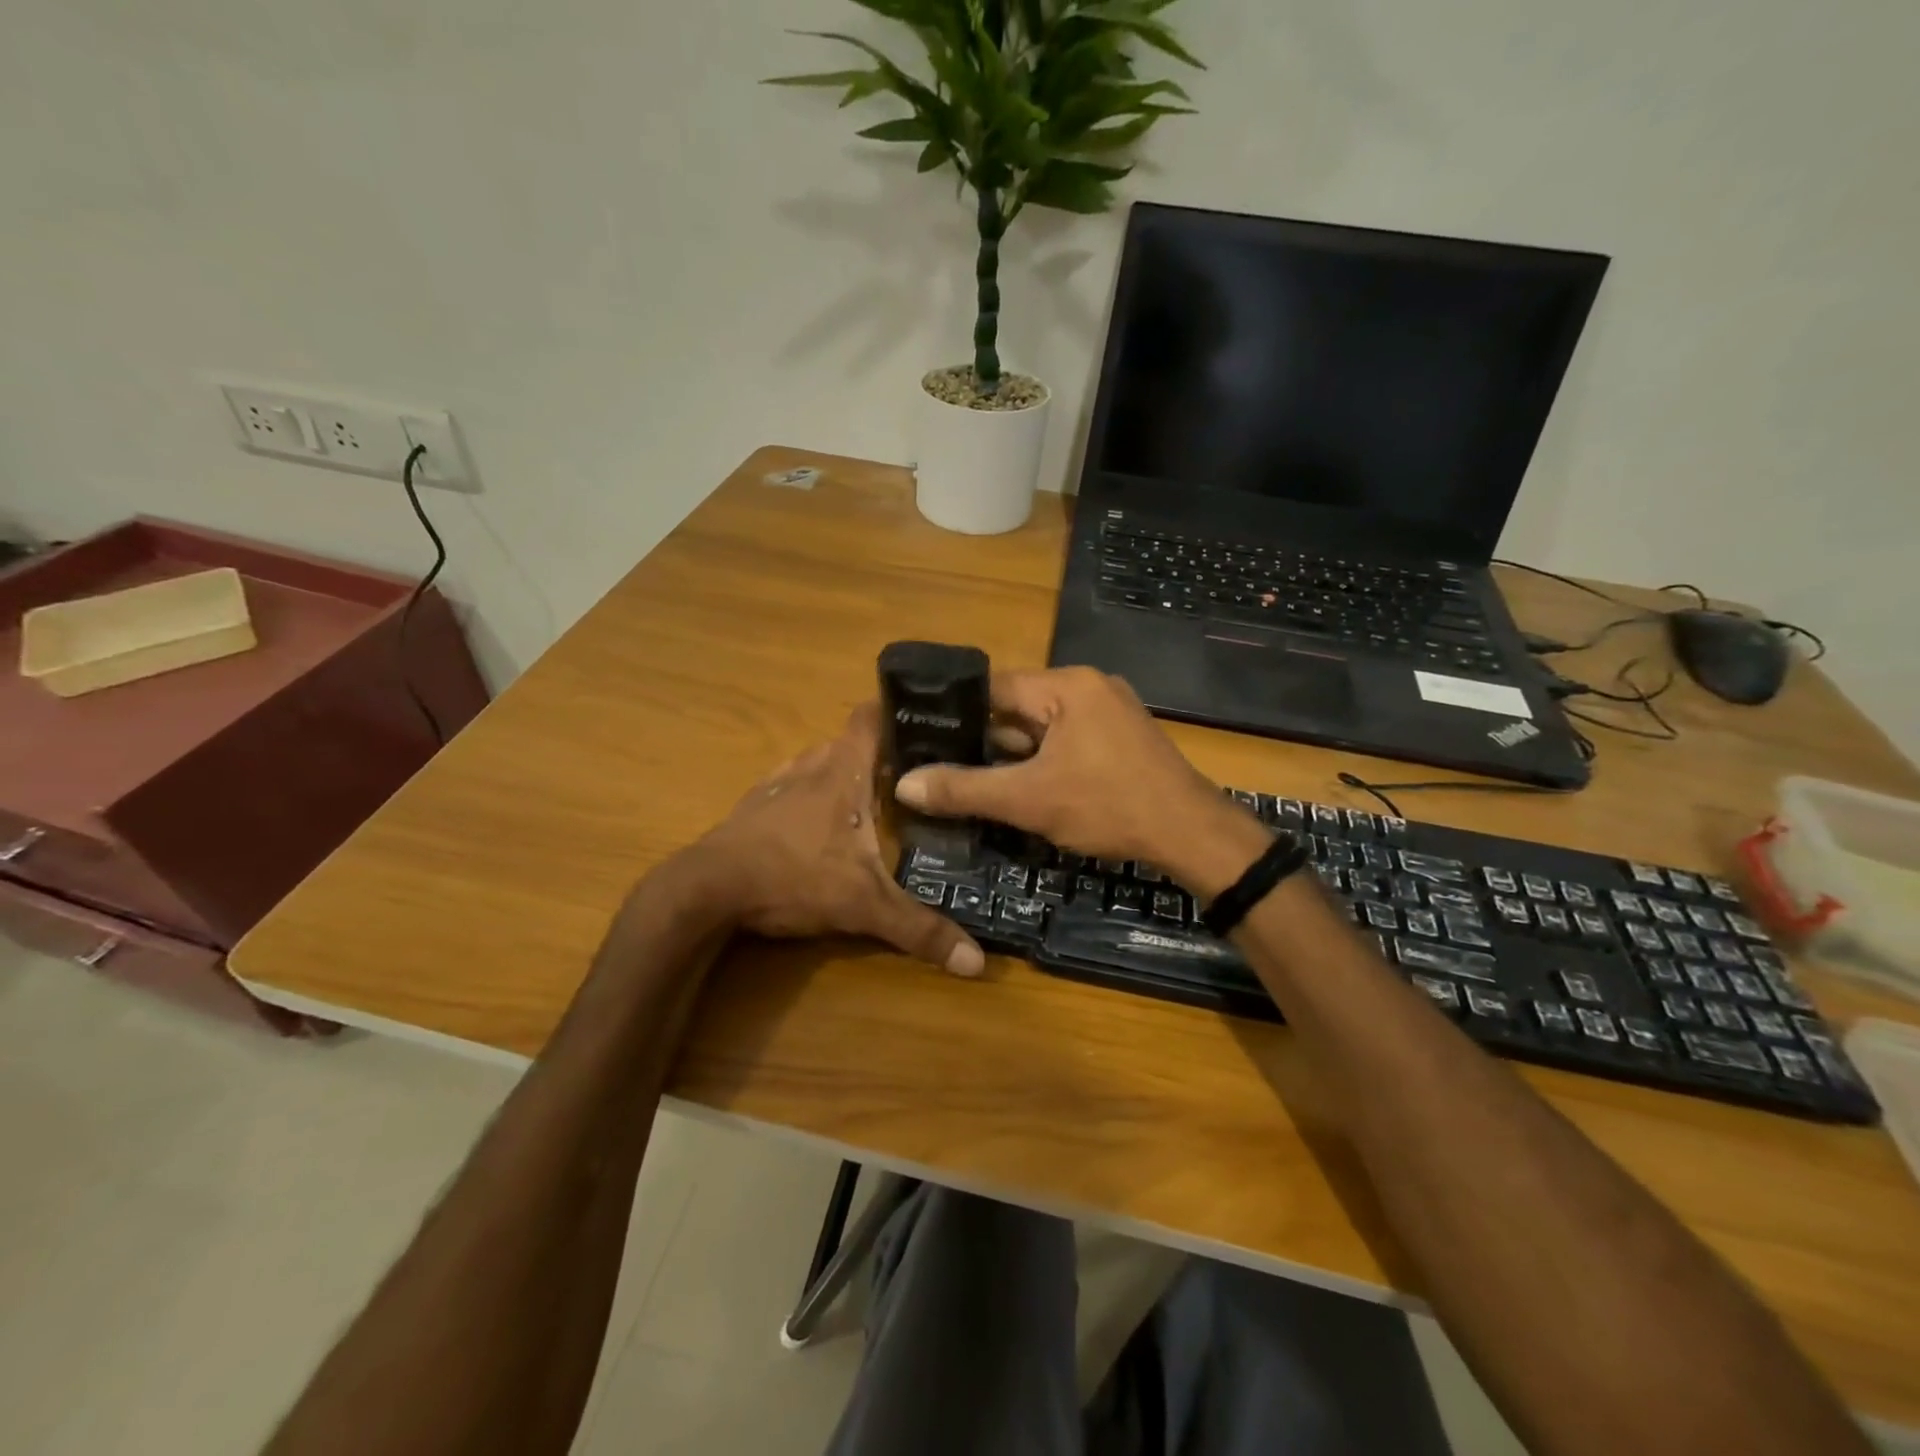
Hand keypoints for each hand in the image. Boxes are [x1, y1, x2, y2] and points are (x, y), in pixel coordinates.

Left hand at [687, 705, 984, 976]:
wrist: (706, 890)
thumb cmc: (793, 877)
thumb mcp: (864, 905)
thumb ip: (919, 929)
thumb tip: (977, 962)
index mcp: (842, 771)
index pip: (871, 717)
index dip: (895, 709)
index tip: (925, 717)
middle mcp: (810, 765)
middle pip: (849, 742)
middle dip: (878, 754)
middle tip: (912, 775)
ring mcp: (776, 784)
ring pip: (817, 763)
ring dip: (841, 774)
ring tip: (869, 797)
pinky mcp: (752, 806)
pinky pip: (790, 786)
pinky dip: (808, 794)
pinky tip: (816, 823)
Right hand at [894, 667, 1270, 898]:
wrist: (1190, 835)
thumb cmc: (1107, 806)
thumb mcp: (1028, 800)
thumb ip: (964, 789)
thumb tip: (904, 783)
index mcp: (1067, 685)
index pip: (994, 687)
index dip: (956, 713)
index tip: (922, 736)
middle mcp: (1088, 687)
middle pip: (1018, 708)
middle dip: (985, 741)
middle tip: (942, 767)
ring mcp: (1109, 711)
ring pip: (1042, 728)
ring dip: (1014, 755)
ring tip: (973, 781)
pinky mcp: (1120, 738)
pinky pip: (1067, 741)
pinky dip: (1043, 761)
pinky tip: (1022, 789)